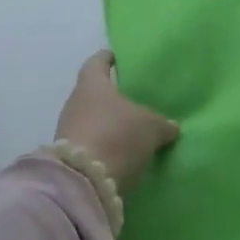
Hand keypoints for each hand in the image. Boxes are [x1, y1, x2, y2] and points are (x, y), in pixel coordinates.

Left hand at [55, 51, 179, 194]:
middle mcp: (75, 102)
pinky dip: (104, 144)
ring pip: (92, 119)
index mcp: (92, 84)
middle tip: (134, 98)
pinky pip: (91, 143)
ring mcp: (68, 130)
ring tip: (132, 129)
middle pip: (93, 93)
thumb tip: (171, 126)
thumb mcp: (151, 127)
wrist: (84, 182)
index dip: (108, 58)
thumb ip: (162, 124)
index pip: (97, 62)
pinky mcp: (70, 156)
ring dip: (108, 123)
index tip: (118, 57)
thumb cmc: (118, 136)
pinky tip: (122, 152)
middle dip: (112, 96)